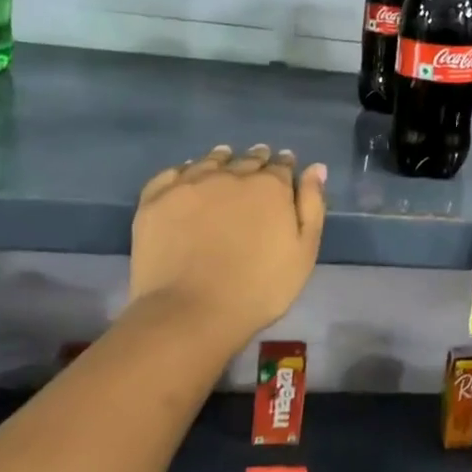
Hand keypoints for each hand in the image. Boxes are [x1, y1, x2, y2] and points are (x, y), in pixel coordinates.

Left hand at [128, 144, 326, 342]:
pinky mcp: (156, 199)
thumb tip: (315, 168)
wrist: (191, 312)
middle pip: (247, 160)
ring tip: (225, 161)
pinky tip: (187, 176)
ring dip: (222, 159)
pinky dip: (184, 170)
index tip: (285, 167)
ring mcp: (190, 184)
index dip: (285, 166)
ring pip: (210, 161)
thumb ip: (311, 206)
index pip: (281, 166)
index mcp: (270, 187)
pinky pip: (172, 173)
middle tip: (258, 163)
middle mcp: (230, 175)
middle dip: (256, 161)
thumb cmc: (260, 288)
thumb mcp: (303, 252)